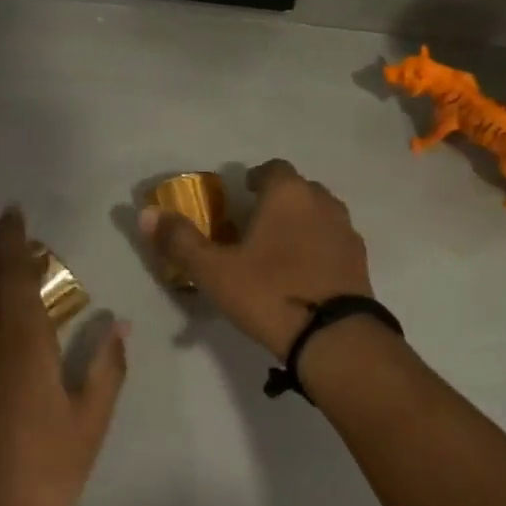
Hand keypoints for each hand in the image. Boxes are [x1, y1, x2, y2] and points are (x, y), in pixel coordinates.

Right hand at [140, 160, 372, 356]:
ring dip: (300, 225)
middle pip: (298, 190)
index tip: (240, 197)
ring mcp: (346, 231)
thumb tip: (146, 213)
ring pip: (319, 215)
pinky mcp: (360, 261)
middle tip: (253, 228)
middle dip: (276, 202)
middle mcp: (322, 202)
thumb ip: (180, 240)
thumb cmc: (269, 293)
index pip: (272, 169)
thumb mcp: (214, 270)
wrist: (333, 336)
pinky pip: (333, 243)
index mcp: (288, 194)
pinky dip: (317, 249)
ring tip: (278, 252)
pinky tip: (302, 275)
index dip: (254, 179)